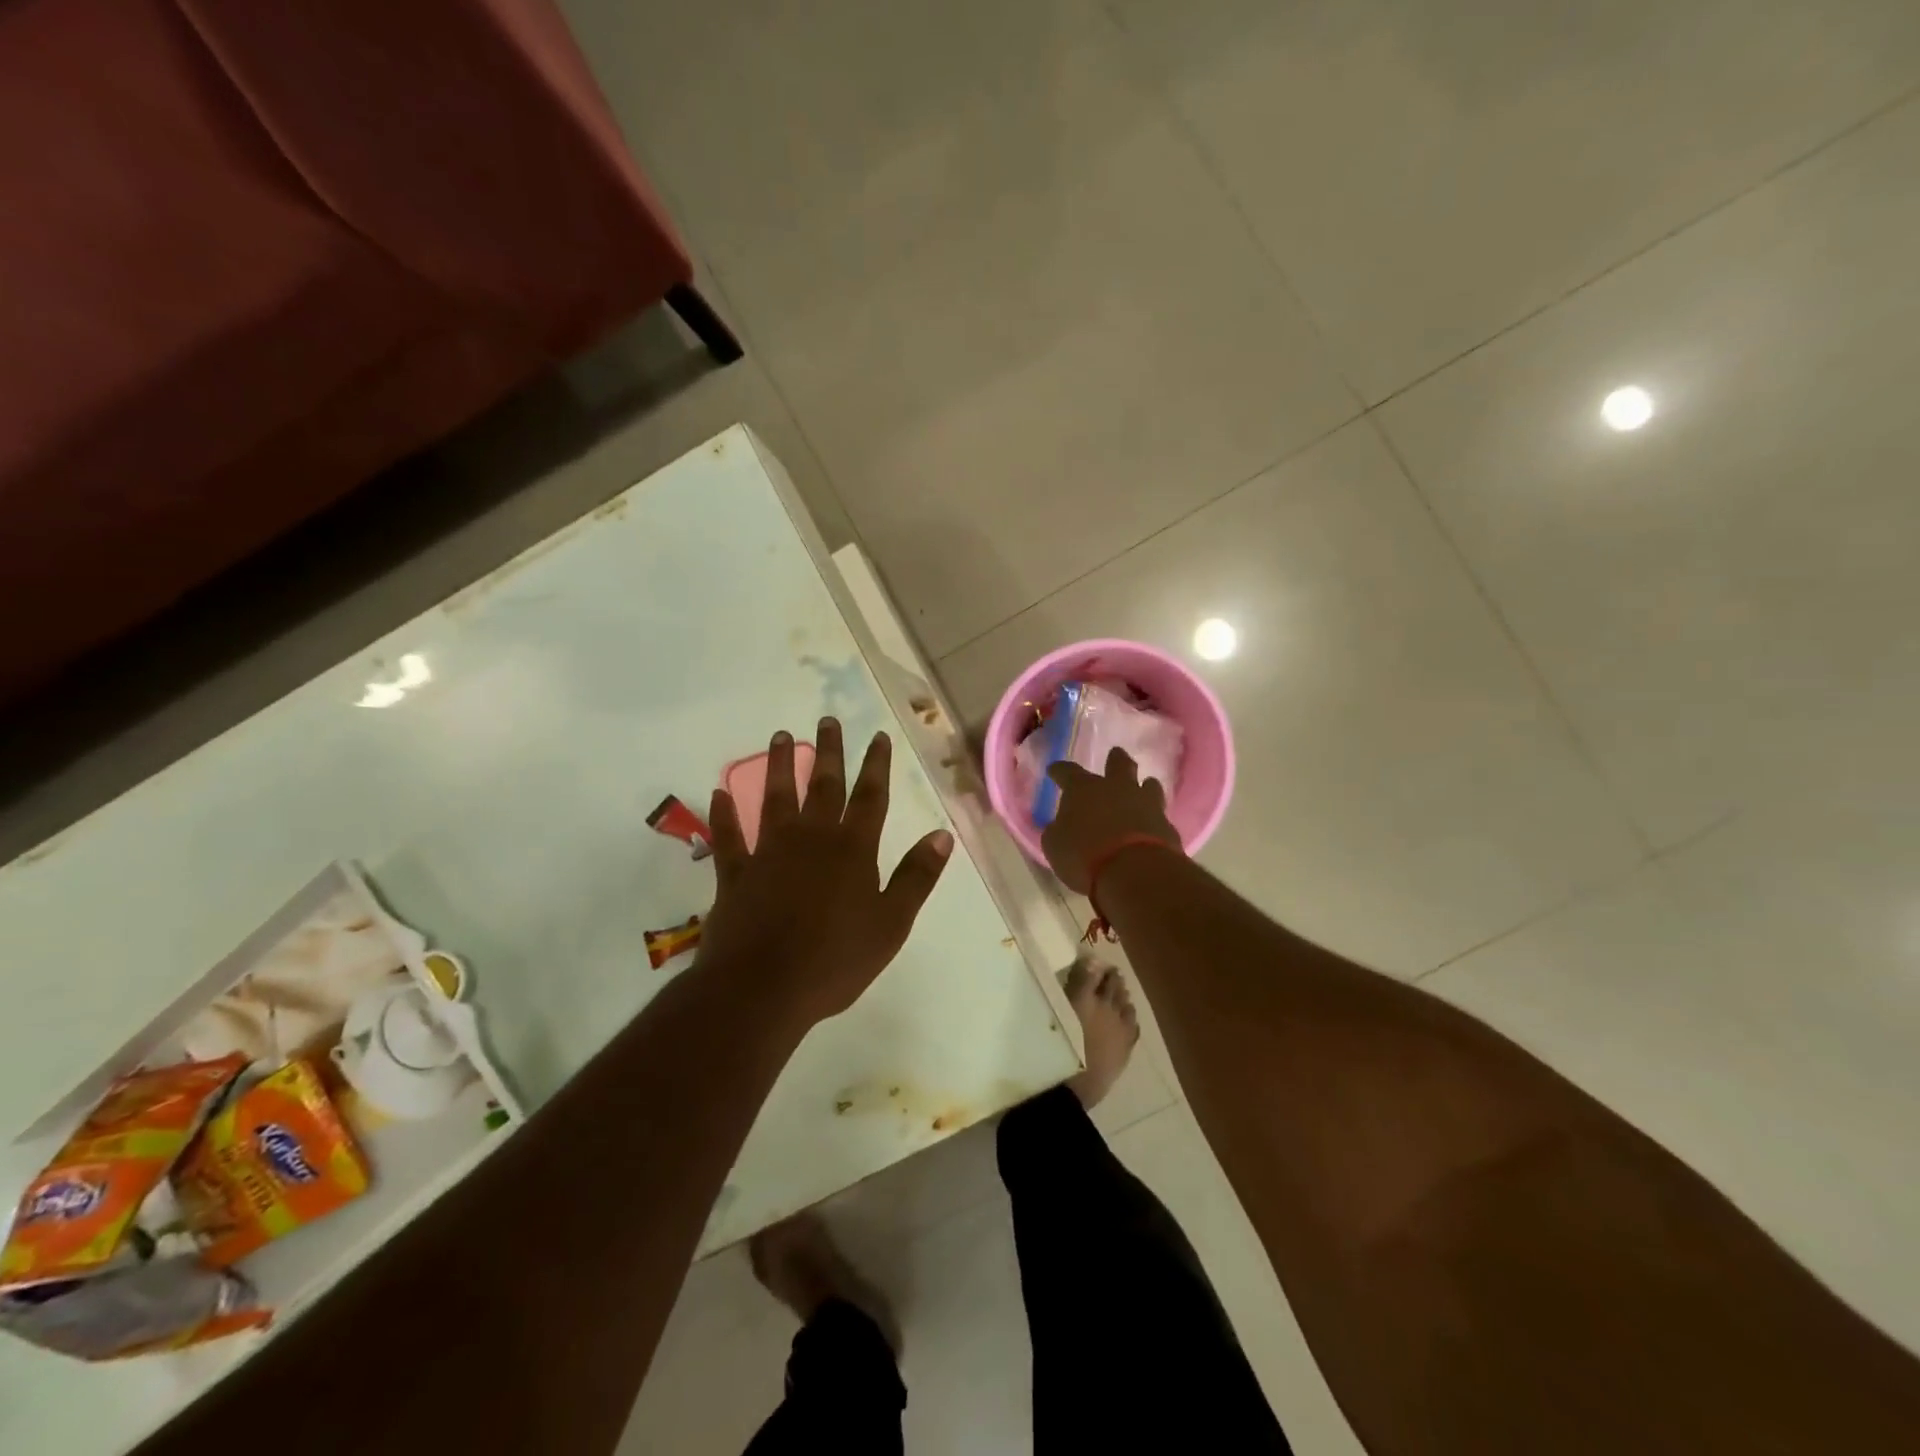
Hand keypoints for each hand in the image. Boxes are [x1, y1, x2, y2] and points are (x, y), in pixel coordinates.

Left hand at [696, 719, 952, 1021]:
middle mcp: (811, 839)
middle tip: (827, 720)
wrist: (763, 988)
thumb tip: (942, 834)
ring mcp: (769, 853)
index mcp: (852, 850)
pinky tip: (719, 792)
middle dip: (828, 752)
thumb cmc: (835, 959)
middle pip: (823, 786)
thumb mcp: (891, 923)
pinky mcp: (736, 874)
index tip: (878, 736)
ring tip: (780, 736)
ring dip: (779, 766)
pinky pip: (728, 838)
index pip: (870, 797)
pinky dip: (724, 815)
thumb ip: (916, 876)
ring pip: (775, 799)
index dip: (876, 765)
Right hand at [1040, 746, 1181, 893]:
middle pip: (1118, 764)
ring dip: (1144, 785)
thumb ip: (1057, 831)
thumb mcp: (1055, 845)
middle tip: (1115, 754)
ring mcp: (1145, 804)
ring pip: (1148, 784)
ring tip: (1144, 785)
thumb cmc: (1084, 855)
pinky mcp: (1166, 825)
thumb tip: (1060, 826)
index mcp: (1083, 789)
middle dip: (1115, 759)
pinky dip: (1153, 818)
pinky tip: (1152, 824)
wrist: (1134, 871)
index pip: (1067, 772)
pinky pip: (1159, 815)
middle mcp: (1116, 788)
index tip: (1054, 770)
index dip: (1059, 771)